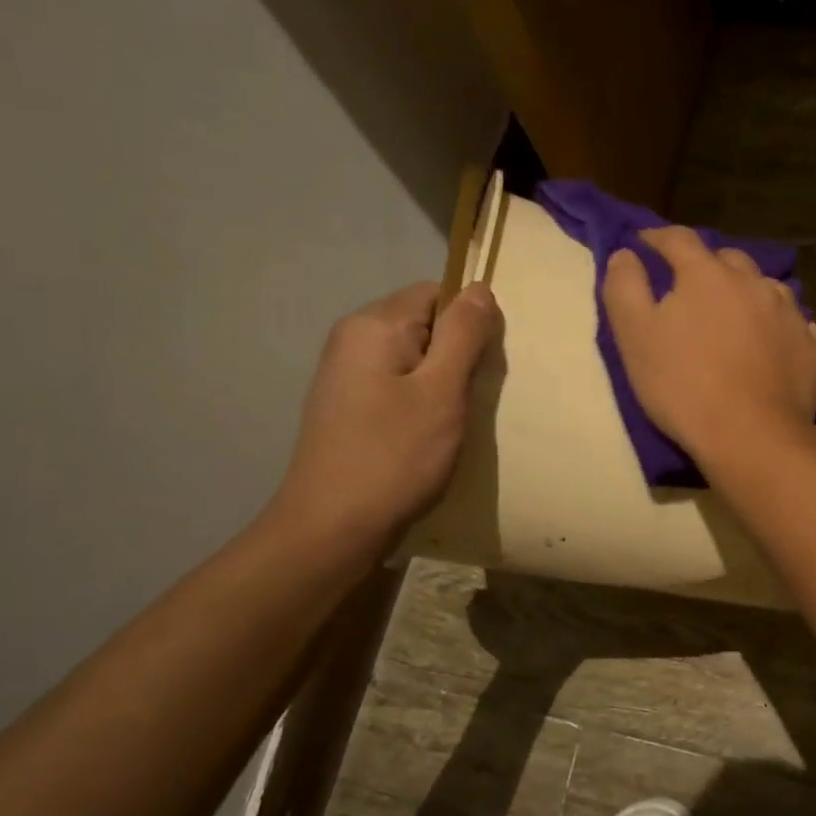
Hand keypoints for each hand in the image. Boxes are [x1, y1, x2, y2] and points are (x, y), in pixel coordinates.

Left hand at [267, 281, 500, 558]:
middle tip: (470, 399)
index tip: (483, 367)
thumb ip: (463, 336)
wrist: (332, 527)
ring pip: (413, 356)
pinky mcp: (348, 404)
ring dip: (441, 381)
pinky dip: (421, 399)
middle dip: (457, 353)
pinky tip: (427, 434)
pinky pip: (397, 382)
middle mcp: (353, 338)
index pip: (436, 293)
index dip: (469, 322)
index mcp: (374, 326)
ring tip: (451, 420)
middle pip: (424, 322)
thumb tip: (480, 289)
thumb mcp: (441, 393)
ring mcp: (346, 373)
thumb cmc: (394, 457)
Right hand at [602, 227, 815, 466]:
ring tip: (737, 314)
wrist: (751, 436)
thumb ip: (625, 287)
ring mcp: (789, 313)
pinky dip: (780, 326)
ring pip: (766, 288)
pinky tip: (774, 341)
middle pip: (728, 260)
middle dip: (707, 266)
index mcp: (708, 274)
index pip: (678, 239)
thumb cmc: (684, 385)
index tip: (643, 245)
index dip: (657, 239)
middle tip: (692, 288)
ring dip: (748, 294)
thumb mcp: (635, 336)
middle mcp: (754, 282)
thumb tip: (627, 254)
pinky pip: (796, 324)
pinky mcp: (811, 347)